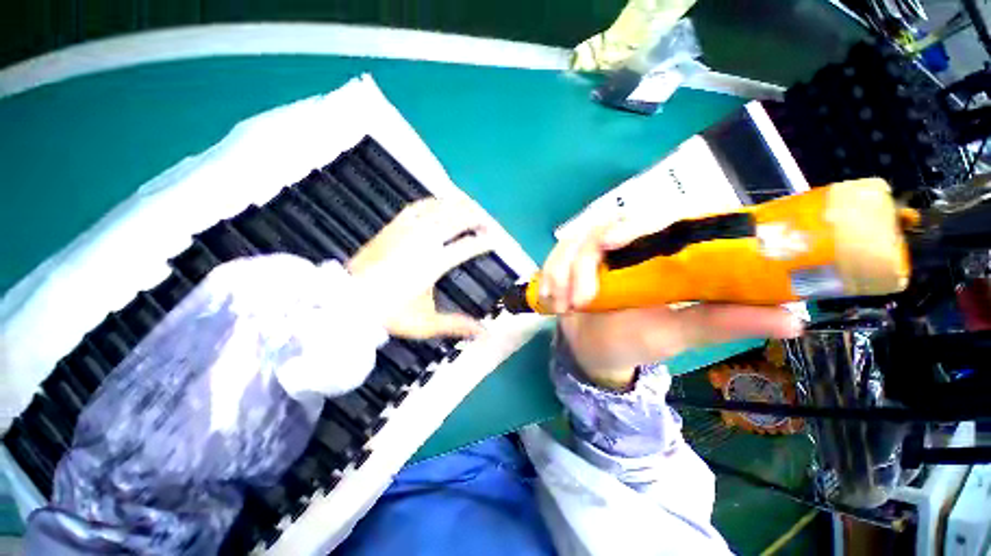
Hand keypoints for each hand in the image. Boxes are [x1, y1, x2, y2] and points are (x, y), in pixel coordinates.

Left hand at [348, 198, 494, 338]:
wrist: (346, 301)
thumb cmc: (389, 314)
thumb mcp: (426, 324)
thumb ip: (457, 325)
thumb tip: (484, 333)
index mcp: (433, 264)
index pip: (466, 247)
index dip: (484, 243)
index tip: (494, 241)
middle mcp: (423, 241)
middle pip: (456, 220)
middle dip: (476, 218)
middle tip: (487, 222)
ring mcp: (406, 231)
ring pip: (438, 208)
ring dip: (458, 205)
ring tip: (471, 207)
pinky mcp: (392, 227)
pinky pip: (417, 207)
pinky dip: (433, 202)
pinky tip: (440, 202)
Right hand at [542, 219, 803, 389]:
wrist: (593, 350)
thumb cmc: (636, 342)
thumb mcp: (677, 334)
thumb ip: (723, 323)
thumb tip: (795, 321)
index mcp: (665, 254)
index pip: (664, 218)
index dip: (640, 222)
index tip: (614, 241)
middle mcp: (633, 245)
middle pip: (608, 226)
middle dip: (584, 261)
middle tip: (580, 298)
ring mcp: (598, 250)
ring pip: (576, 240)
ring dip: (563, 272)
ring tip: (564, 305)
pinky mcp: (573, 258)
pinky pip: (557, 254)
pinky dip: (550, 273)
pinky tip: (551, 298)